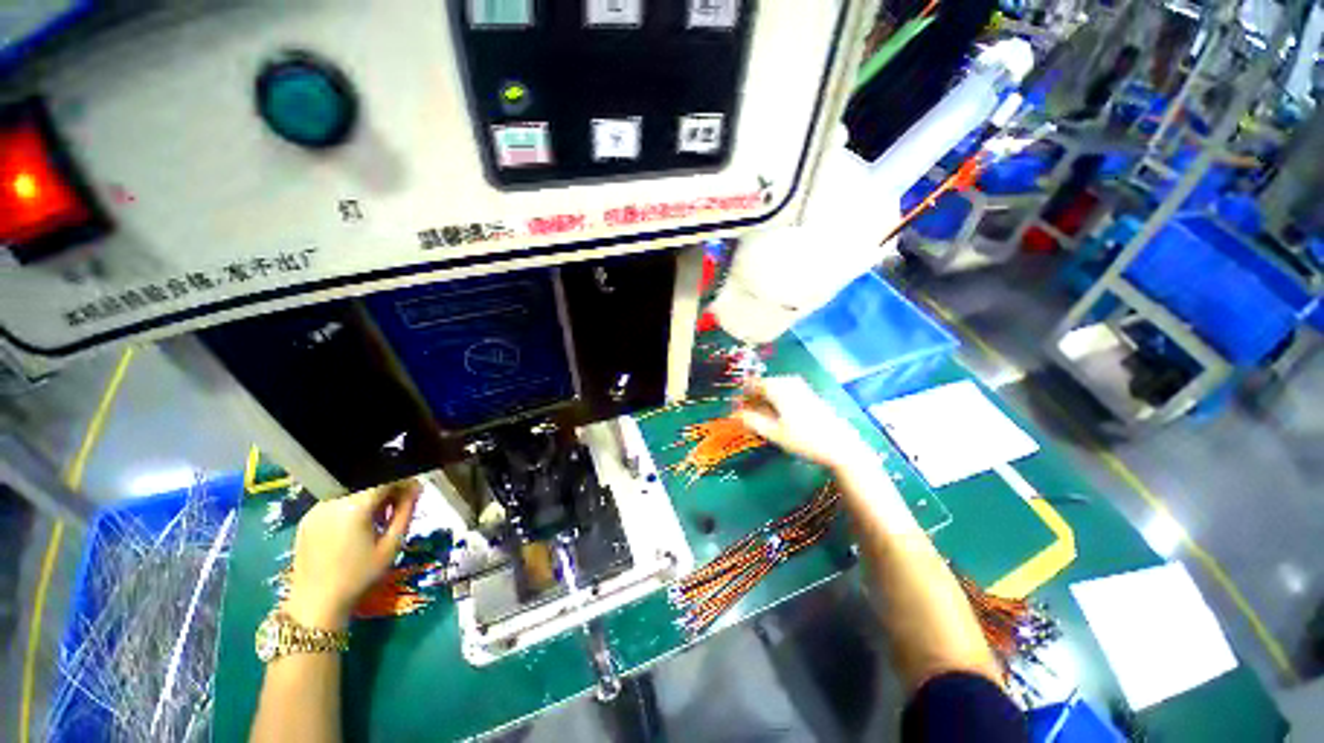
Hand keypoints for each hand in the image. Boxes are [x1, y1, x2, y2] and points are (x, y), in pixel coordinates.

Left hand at [285, 479, 420, 629]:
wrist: (316, 604)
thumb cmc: (359, 576)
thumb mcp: (391, 545)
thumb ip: (406, 511)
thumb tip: (416, 488)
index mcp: (354, 507)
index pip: (385, 479)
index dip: (404, 482)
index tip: (415, 493)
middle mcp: (332, 501)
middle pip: (367, 483)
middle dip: (387, 491)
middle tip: (399, 509)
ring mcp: (316, 510)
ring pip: (352, 492)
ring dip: (369, 499)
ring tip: (378, 521)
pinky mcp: (307, 519)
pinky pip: (336, 503)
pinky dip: (351, 507)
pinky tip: (356, 529)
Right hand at [736, 376, 872, 472]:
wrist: (841, 446)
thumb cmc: (804, 439)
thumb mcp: (774, 433)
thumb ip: (752, 421)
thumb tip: (735, 413)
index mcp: (778, 386)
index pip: (752, 384)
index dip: (741, 396)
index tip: (736, 410)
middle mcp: (788, 381)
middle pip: (763, 386)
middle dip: (753, 399)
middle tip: (747, 418)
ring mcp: (801, 386)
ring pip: (774, 390)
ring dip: (765, 402)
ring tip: (762, 420)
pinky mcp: (809, 394)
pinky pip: (785, 393)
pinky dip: (777, 402)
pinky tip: (779, 418)